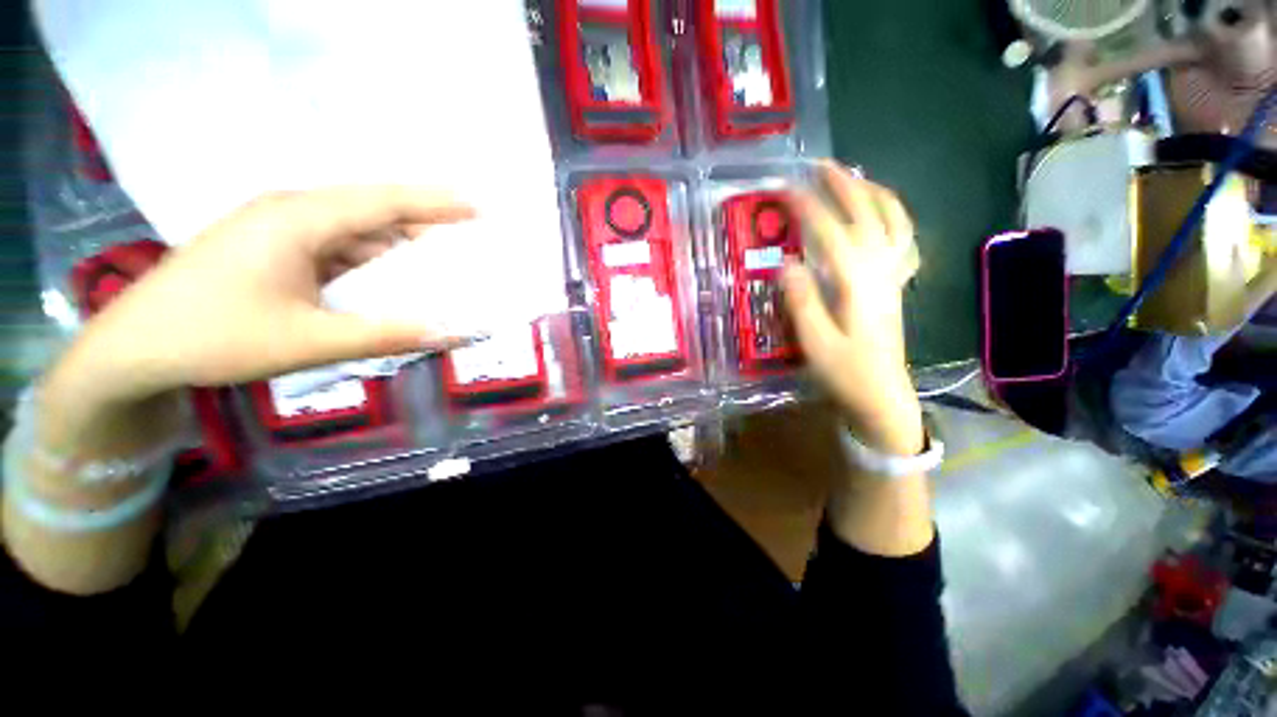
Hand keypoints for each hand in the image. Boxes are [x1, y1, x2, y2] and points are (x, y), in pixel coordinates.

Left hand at [41, 186, 476, 454]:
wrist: (132, 349)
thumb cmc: (214, 338)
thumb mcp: (309, 342)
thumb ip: (386, 335)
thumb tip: (451, 333)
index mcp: (299, 219)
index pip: (384, 201)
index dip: (436, 203)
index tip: (478, 206)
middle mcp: (291, 211)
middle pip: (372, 210)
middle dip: (423, 223)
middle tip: (468, 239)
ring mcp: (278, 229)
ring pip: (354, 229)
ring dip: (396, 244)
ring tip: (439, 261)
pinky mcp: (271, 248)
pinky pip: (335, 246)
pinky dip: (369, 260)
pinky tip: (387, 277)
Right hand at [783, 162, 922, 455]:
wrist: (882, 395)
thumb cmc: (845, 373)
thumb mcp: (815, 343)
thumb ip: (801, 301)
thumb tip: (786, 263)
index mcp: (858, 283)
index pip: (831, 232)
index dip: (807, 206)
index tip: (783, 189)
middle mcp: (881, 270)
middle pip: (867, 214)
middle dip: (843, 185)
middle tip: (818, 165)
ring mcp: (893, 276)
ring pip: (893, 221)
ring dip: (873, 193)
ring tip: (852, 178)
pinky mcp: (896, 285)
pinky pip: (903, 240)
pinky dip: (895, 218)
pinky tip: (882, 214)